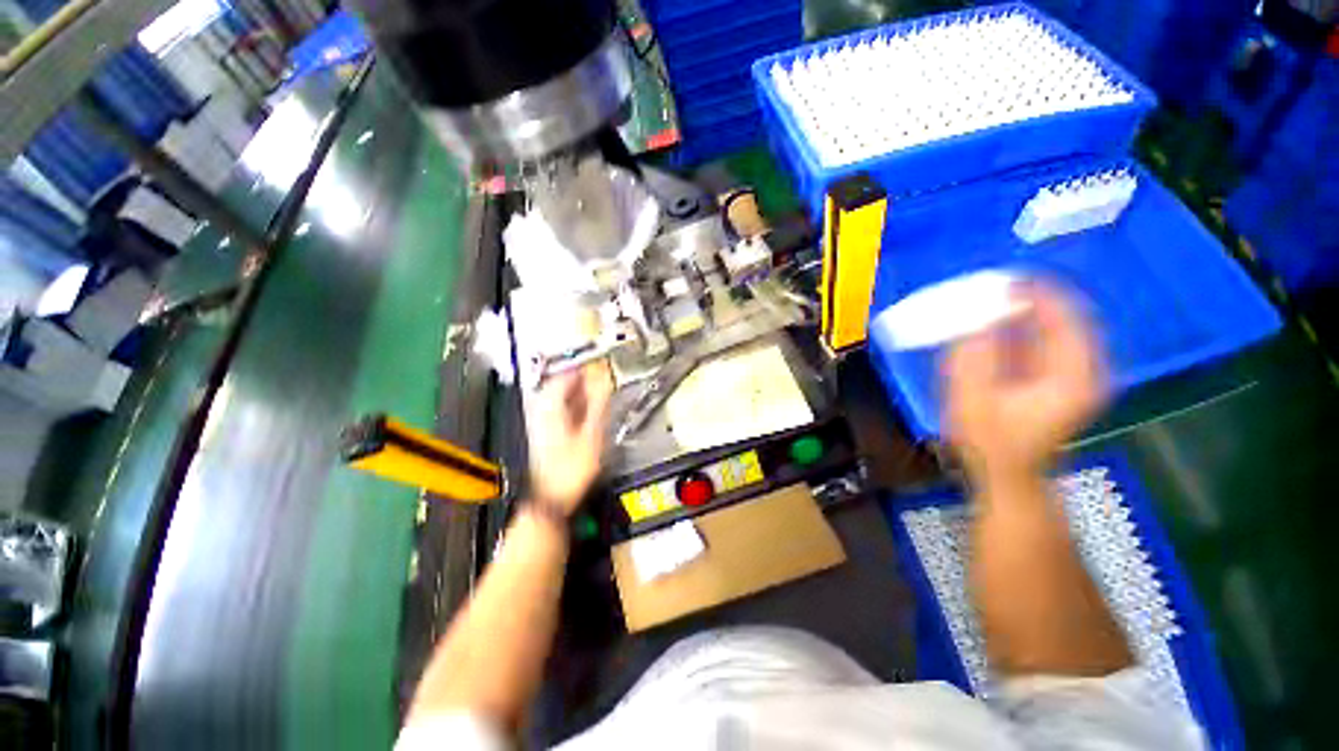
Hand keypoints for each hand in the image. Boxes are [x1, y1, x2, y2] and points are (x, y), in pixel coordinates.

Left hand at [525, 362, 613, 512]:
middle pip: (560, 385)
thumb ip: (598, 404)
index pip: (564, 375)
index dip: (582, 367)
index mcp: (550, 408)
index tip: (597, 365)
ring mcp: (541, 423)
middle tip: (598, 376)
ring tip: (595, 390)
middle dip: (581, 378)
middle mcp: (542, 411)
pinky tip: (585, 409)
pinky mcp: (545, 433)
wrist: (553, 496)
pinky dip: (573, 405)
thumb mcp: (592, 433)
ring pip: (559, 397)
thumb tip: (604, 382)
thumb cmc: (570, 468)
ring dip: (578, 391)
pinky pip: (559, 410)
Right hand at [944, 281, 1107, 484]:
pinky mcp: (1063, 375)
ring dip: (1020, 309)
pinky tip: (992, 323)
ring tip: (984, 301)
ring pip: (1054, 323)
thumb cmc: (988, 442)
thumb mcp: (972, 399)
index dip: (1032, 292)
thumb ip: (974, 355)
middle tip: (985, 288)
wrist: (1006, 473)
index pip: (1064, 314)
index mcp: (1074, 374)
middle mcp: (1086, 368)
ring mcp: (1077, 372)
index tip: (996, 280)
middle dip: (1024, 297)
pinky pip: (1046, 336)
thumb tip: (976, 315)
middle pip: (1062, 314)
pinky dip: (1020, 325)